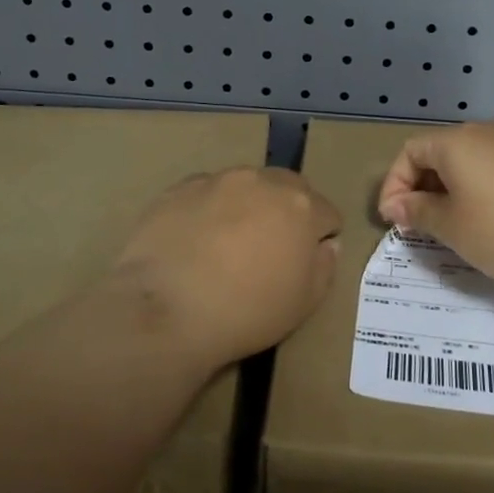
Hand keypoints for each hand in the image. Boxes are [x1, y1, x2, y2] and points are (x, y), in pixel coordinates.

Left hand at [110, 167, 341, 366]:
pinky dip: (209, 210)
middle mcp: (262, 181)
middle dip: (287, 212)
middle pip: (288, 189)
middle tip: (270, 249)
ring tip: (228, 244)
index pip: (327, 213)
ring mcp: (218, 180)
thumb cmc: (246, 311)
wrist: (166, 310)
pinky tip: (195, 242)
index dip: (321, 237)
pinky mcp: (179, 188)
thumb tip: (326, 244)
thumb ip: (324, 266)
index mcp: (301, 206)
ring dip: (247, 207)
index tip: (307, 260)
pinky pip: (206, 193)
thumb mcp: (304, 303)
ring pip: (245, 187)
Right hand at [377, 124, 493, 288]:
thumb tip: (395, 206)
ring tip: (446, 227)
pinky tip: (481, 222)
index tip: (394, 221)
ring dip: (446, 192)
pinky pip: (489, 171)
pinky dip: (473, 191)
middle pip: (436, 154)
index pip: (410, 153)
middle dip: (419, 189)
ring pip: (464, 164)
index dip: (394, 185)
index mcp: (455, 142)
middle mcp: (481, 135)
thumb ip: (417, 211)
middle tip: (415, 225)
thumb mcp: (450, 226)